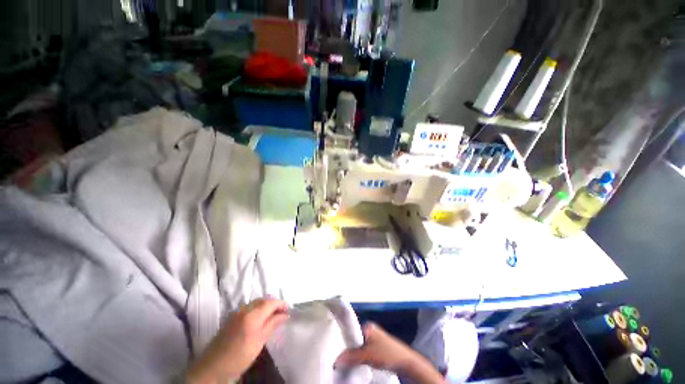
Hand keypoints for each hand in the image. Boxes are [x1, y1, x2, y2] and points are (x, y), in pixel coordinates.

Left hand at [187, 298, 288, 383]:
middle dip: (274, 304)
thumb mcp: (260, 341)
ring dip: (266, 305)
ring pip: (256, 302)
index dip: (281, 304)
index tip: (289, 309)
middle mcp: (245, 309)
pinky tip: (259, 318)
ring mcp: (237, 312)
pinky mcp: (231, 317)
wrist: (213, 367)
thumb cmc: (240, 356)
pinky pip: (248, 307)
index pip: (271, 302)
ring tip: (272, 316)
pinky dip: (257, 309)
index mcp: (253, 315)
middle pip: (263, 300)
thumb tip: (285, 314)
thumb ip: (272, 324)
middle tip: (282, 313)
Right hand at [336, 323, 444, 383]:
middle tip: (337, 354)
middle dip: (347, 346)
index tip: (334, 346)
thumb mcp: (368, 355)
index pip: (351, 330)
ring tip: (343, 359)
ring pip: (359, 345)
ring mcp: (374, 339)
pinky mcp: (377, 348)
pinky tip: (354, 361)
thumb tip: (336, 359)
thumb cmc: (387, 354)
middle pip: (354, 338)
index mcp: (368, 326)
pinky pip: (364, 350)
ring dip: (353, 353)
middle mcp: (370, 330)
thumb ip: (352, 356)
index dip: (342, 338)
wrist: (406, 362)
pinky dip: (359, 356)